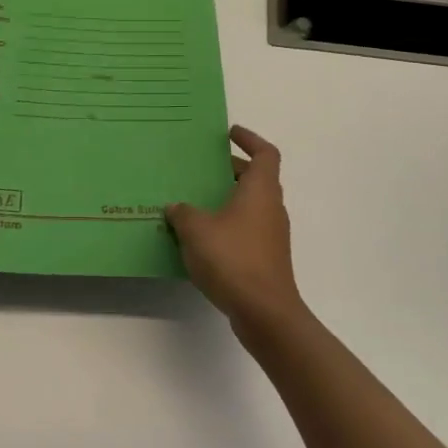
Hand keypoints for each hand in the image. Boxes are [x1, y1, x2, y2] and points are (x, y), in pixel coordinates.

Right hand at [166, 125, 306, 338]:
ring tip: (195, 202)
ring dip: (227, 200)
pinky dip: (227, 225)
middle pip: (256, 179)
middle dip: (230, 171)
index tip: (229, 134)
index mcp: (260, 191)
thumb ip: (183, 213)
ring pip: (250, 206)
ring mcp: (271, 236)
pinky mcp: (266, 259)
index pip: (265, 154)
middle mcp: (271, 208)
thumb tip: (176, 207)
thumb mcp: (196, 230)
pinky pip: (246, 230)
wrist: (264, 312)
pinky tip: (201, 238)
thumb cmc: (233, 259)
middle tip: (202, 169)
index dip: (250, 140)